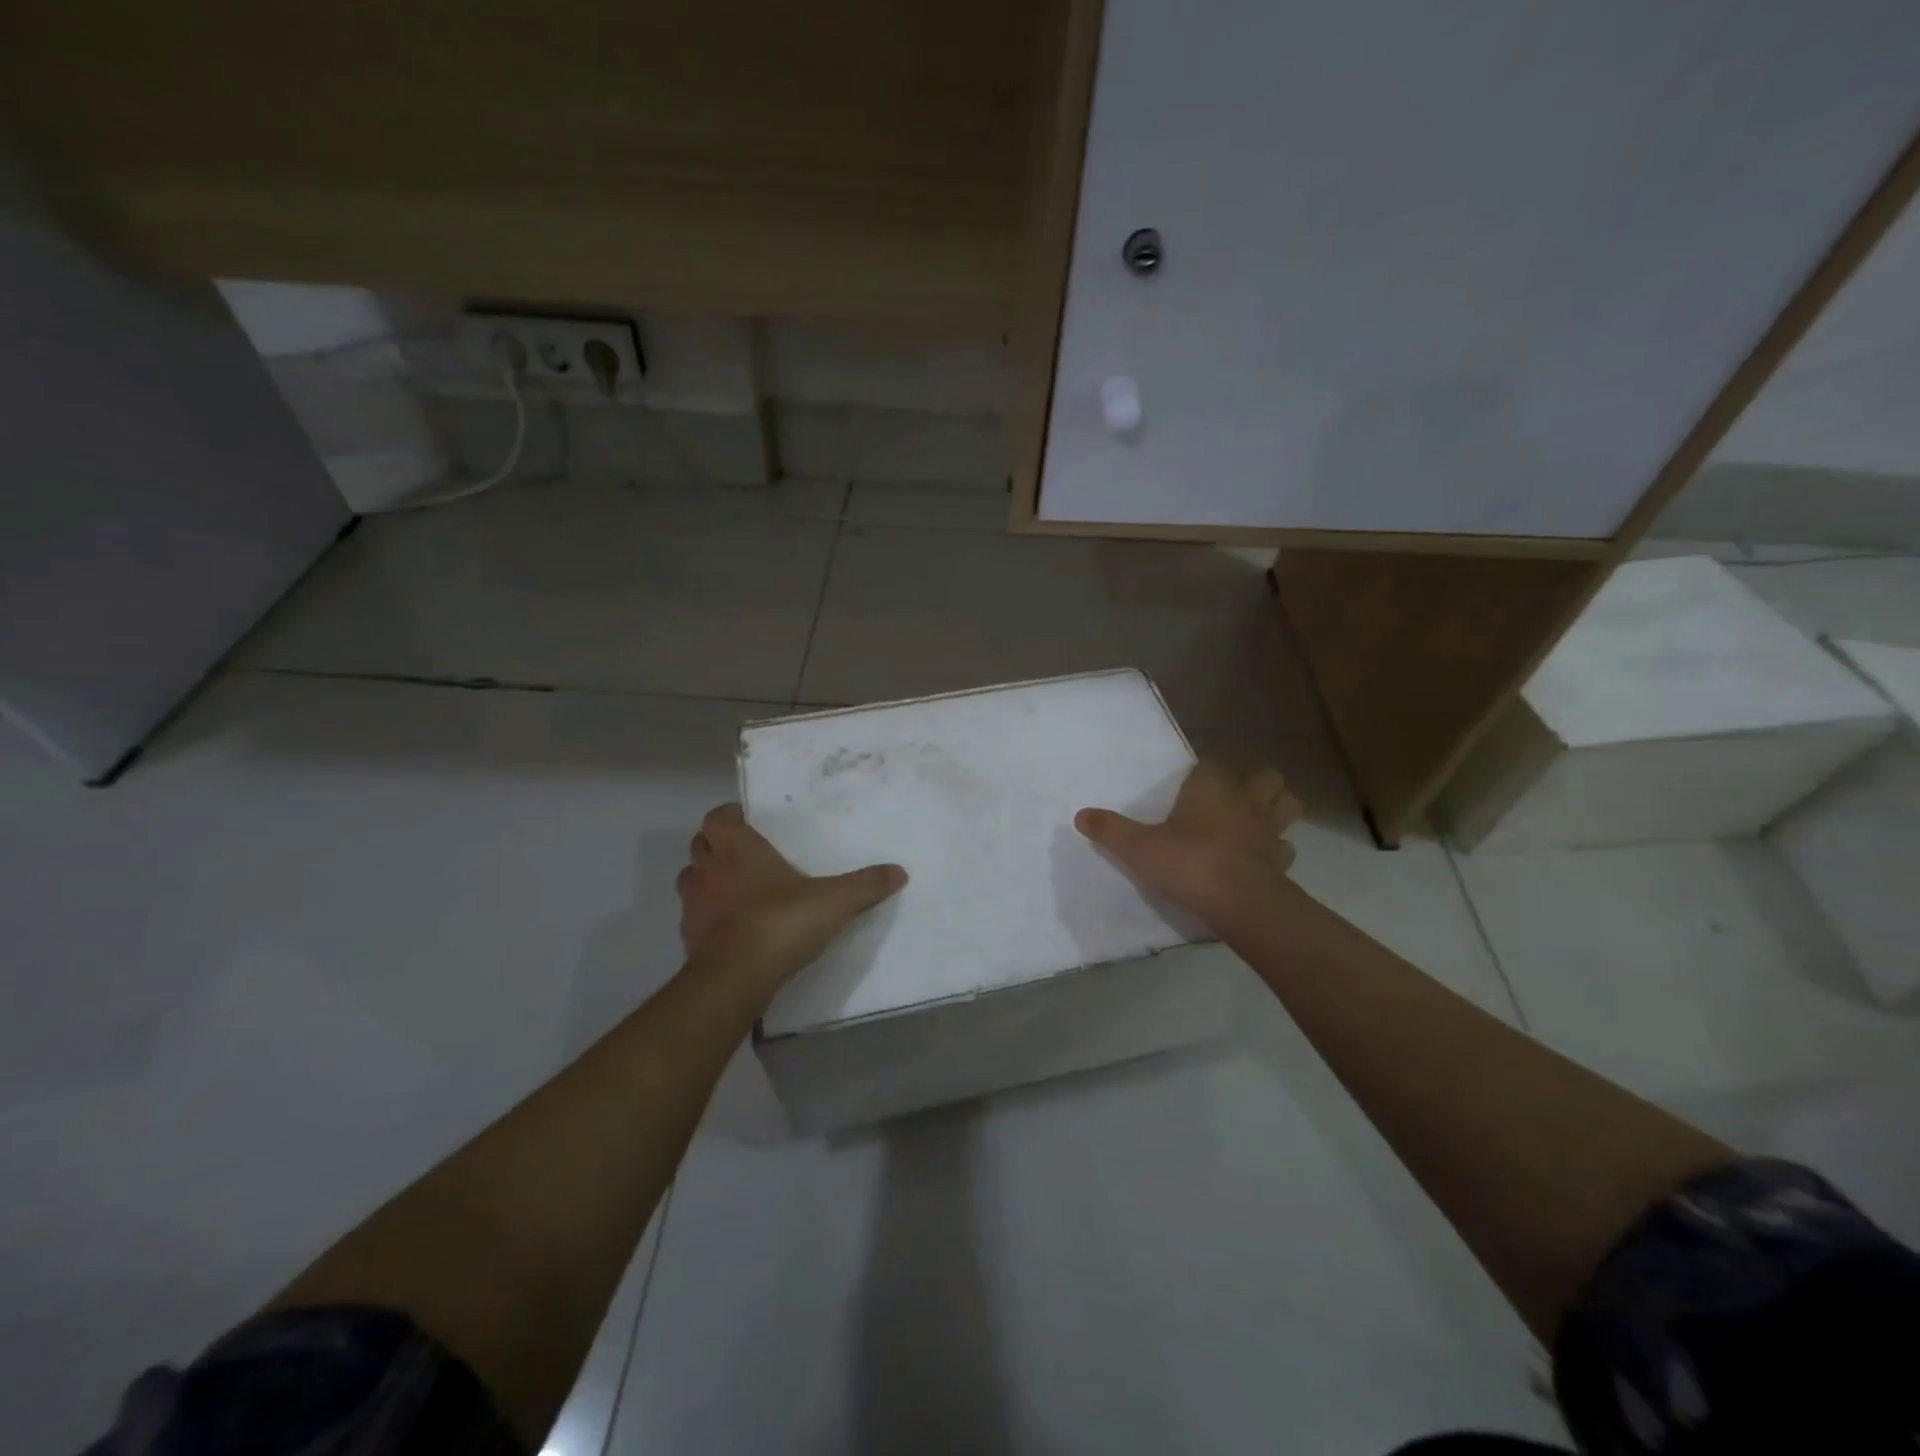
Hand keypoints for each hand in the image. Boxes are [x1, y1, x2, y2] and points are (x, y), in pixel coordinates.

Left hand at [676, 804, 907, 986]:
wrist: (736, 977)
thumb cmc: (781, 922)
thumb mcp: (834, 901)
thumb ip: (866, 885)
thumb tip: (899, 872)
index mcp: (738, 848)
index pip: (718, 818)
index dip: (729, 816)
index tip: (746, 820)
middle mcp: (709, 869)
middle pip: (701, 844)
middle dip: (717, 845)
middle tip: (744, 852)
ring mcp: (693, 904)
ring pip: (692, 879)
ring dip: (708, 878)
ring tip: (736, 888)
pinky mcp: (688, 937)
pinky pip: (694, 916)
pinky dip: (709, 915)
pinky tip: (732, 927)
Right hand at [1075, 762, 1301, 928]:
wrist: (1239, 902)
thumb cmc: (1187, 863)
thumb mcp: (1137, 847)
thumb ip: (1109, 830)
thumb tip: (1081, 815)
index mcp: (1211, 788)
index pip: (1211, 765)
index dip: (1203, 773)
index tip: (1191, 785)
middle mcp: (1245, 801)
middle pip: (1266, 778)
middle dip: (1256, 784)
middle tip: (1234, 800)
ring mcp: (1269, 831)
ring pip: (1287, 806)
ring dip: (1277, 810)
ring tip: (1257, 822)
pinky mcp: (1282, 862)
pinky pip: (1285, 848)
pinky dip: (1277, 851)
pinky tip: (1262, 860)